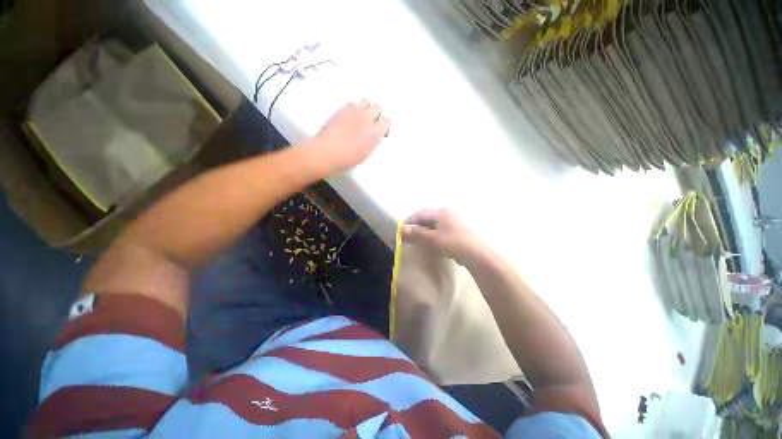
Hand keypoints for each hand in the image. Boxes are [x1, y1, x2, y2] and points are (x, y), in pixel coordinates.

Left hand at [308, 99, 390, 173]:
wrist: (326, 152)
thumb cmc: (346, 159)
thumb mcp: (366, 154)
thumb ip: (373, 142)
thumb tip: (376, 136)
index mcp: (374, 133)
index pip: (386, 121)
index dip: (384, 125)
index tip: (381, 130)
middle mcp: (366, 119)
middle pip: (378, 107)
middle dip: (376, 114)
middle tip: (371, 122)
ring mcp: (354, 112)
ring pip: (366, 101)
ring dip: (365, 108)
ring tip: (360, 117)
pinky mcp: (342, 109)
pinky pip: (352, 103)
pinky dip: (353, 108)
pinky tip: (349, 117)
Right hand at [402, 208, 489, 266]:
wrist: (475, 255)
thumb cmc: (453, 243)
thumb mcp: (433, 238)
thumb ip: (417, 233)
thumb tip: (402, 230)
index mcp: (441, 212)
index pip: (420, 214)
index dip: (410, 221)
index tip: (400, 229)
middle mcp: (446, 214)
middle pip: (426, 218)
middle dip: (415, 227)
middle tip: (406, 235)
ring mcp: (451, 222)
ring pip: (431, 225)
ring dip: (422, 231)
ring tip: (414, 239)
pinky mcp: (454, 230)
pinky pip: (437, 230)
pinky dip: (429, 234)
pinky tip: (426, 241)